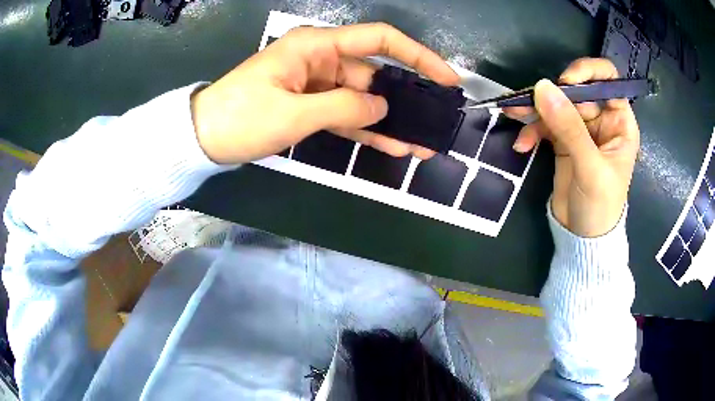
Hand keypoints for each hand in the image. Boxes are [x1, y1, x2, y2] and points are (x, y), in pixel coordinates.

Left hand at [190, 23, 459, 163]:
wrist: (203, 137)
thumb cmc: (241, 117)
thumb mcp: (294, 113)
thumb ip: (344, 107)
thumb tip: (382, 106)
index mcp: (317, 47)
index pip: (379, 40)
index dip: (417, 56)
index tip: (445, 77)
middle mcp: (321, 60)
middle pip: (375, 74)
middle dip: (406, 99)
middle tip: (434, 123)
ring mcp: (317, 85)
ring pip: (363, 99)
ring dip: (389, 121)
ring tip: (419, 143)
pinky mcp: (310, 105)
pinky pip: (346, 114)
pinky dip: (366, 128)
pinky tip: (392, 145)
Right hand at [505, 58, 639, 236]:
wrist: (582, 237)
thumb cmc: (600, 205)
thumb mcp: (590, 168)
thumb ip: (570, 128)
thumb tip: (542, 87)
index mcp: (619, 122)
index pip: (608, 80)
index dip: (588, 73)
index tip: (566, 81)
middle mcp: (601, 119)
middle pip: (576, 90)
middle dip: (553, 95)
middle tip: (532, 105)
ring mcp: (580, 129)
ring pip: (556, 104)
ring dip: (534, 110)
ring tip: (514, 115)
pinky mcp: (563, 140)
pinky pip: (545, 124)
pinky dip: (532, 131)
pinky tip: (522, 145)